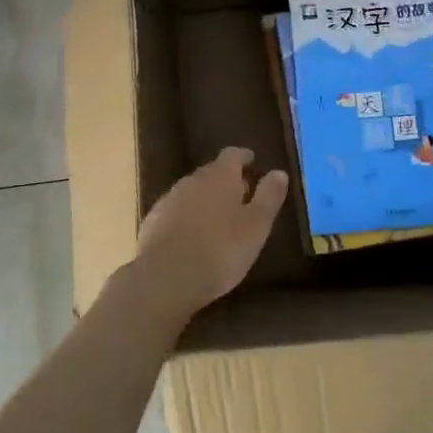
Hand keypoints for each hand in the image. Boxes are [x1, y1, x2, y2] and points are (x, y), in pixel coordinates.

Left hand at [127, 147, 288, 326]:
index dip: (244, 157)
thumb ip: (269, 197)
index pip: (233, 155)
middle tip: (241, 194)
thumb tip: (279, 172)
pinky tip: (193, 236)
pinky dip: (188, 216)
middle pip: (212, 172)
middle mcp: (192, 180)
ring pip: (193, 191)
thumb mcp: (256, 226)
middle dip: (227, 179)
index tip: (252, 161)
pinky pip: (176, 211)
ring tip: (219, 217)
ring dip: (206, 199)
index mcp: (220, 177)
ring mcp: (169, 200)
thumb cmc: (220, 250)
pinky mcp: (153, 221)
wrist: (165, 277)